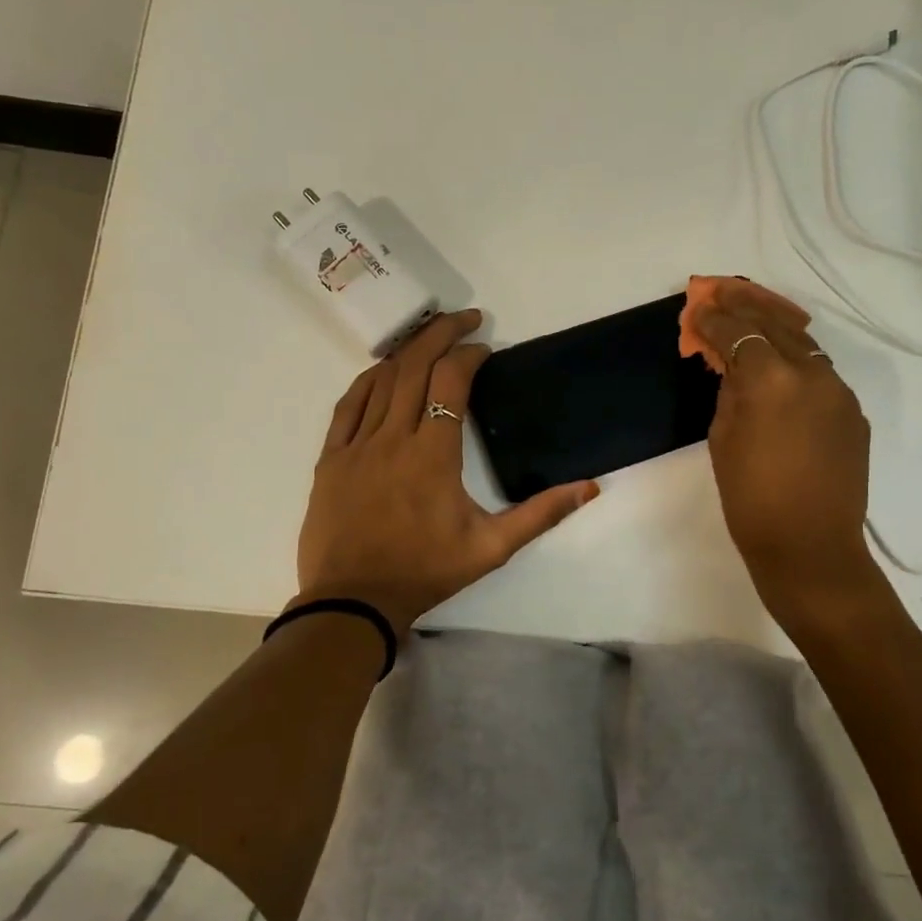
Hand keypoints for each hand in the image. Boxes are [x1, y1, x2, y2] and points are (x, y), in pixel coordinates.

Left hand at [295, 309, 599, 635]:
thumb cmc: (426, 572)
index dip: (470, 355)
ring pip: (381, 380)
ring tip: (429, 336)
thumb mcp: (493, 548)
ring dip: (408, 351)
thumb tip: (590, 487)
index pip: (452, 382)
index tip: (485, 349)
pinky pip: (347, 406)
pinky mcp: (330, 459)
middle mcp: (393, 438)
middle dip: (440, 333)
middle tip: (464, 318)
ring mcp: (356, 446)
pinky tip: (382, 371)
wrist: (354, 602)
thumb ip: (541, 513)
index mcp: (433, 454)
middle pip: (415, 366)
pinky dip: (367, 380)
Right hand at [690, 280, 876, 604]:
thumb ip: (729, 392)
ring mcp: (840, 392)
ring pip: (805, 346)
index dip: (714, 319)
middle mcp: (812, 373)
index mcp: (771, 380)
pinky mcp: (854, 413)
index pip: (738, 333)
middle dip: (747, 306)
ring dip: (776, 329)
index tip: (697, 309)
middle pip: (776, 324)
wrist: (811, 548)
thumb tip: (734, 367)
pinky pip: (821, 376)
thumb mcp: (722, 440)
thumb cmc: (751, 500)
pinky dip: (797, 364)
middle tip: (723, 292)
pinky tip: (782, 370)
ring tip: (753, 317)